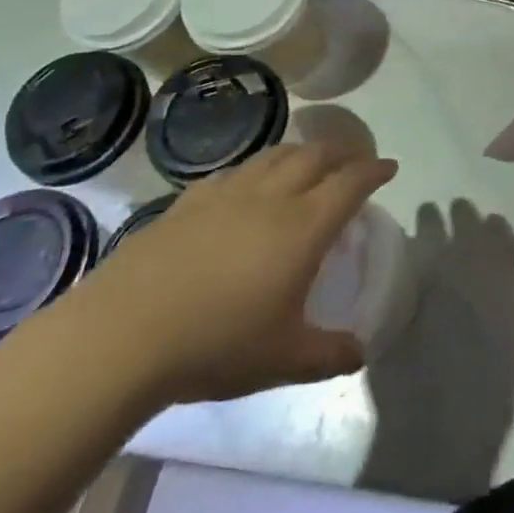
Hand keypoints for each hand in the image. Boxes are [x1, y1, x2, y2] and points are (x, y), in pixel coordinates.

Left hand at [58, 143, 397, 407]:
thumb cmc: (216, 344)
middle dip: (343, 152)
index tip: (389, 166)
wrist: (124, 334)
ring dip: (301, 152)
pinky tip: (248, 186)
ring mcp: (227, 194)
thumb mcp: (284, 360)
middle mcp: (271, 197)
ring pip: (275, 155)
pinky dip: (257, 169)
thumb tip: (360, 352)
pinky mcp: (189, 201)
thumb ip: (329, 354)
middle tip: (354, 161)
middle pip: (316, 156)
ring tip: (308, 163)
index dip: (374, 171)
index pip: (350, 183)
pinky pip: (235, 171)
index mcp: (303, 227)